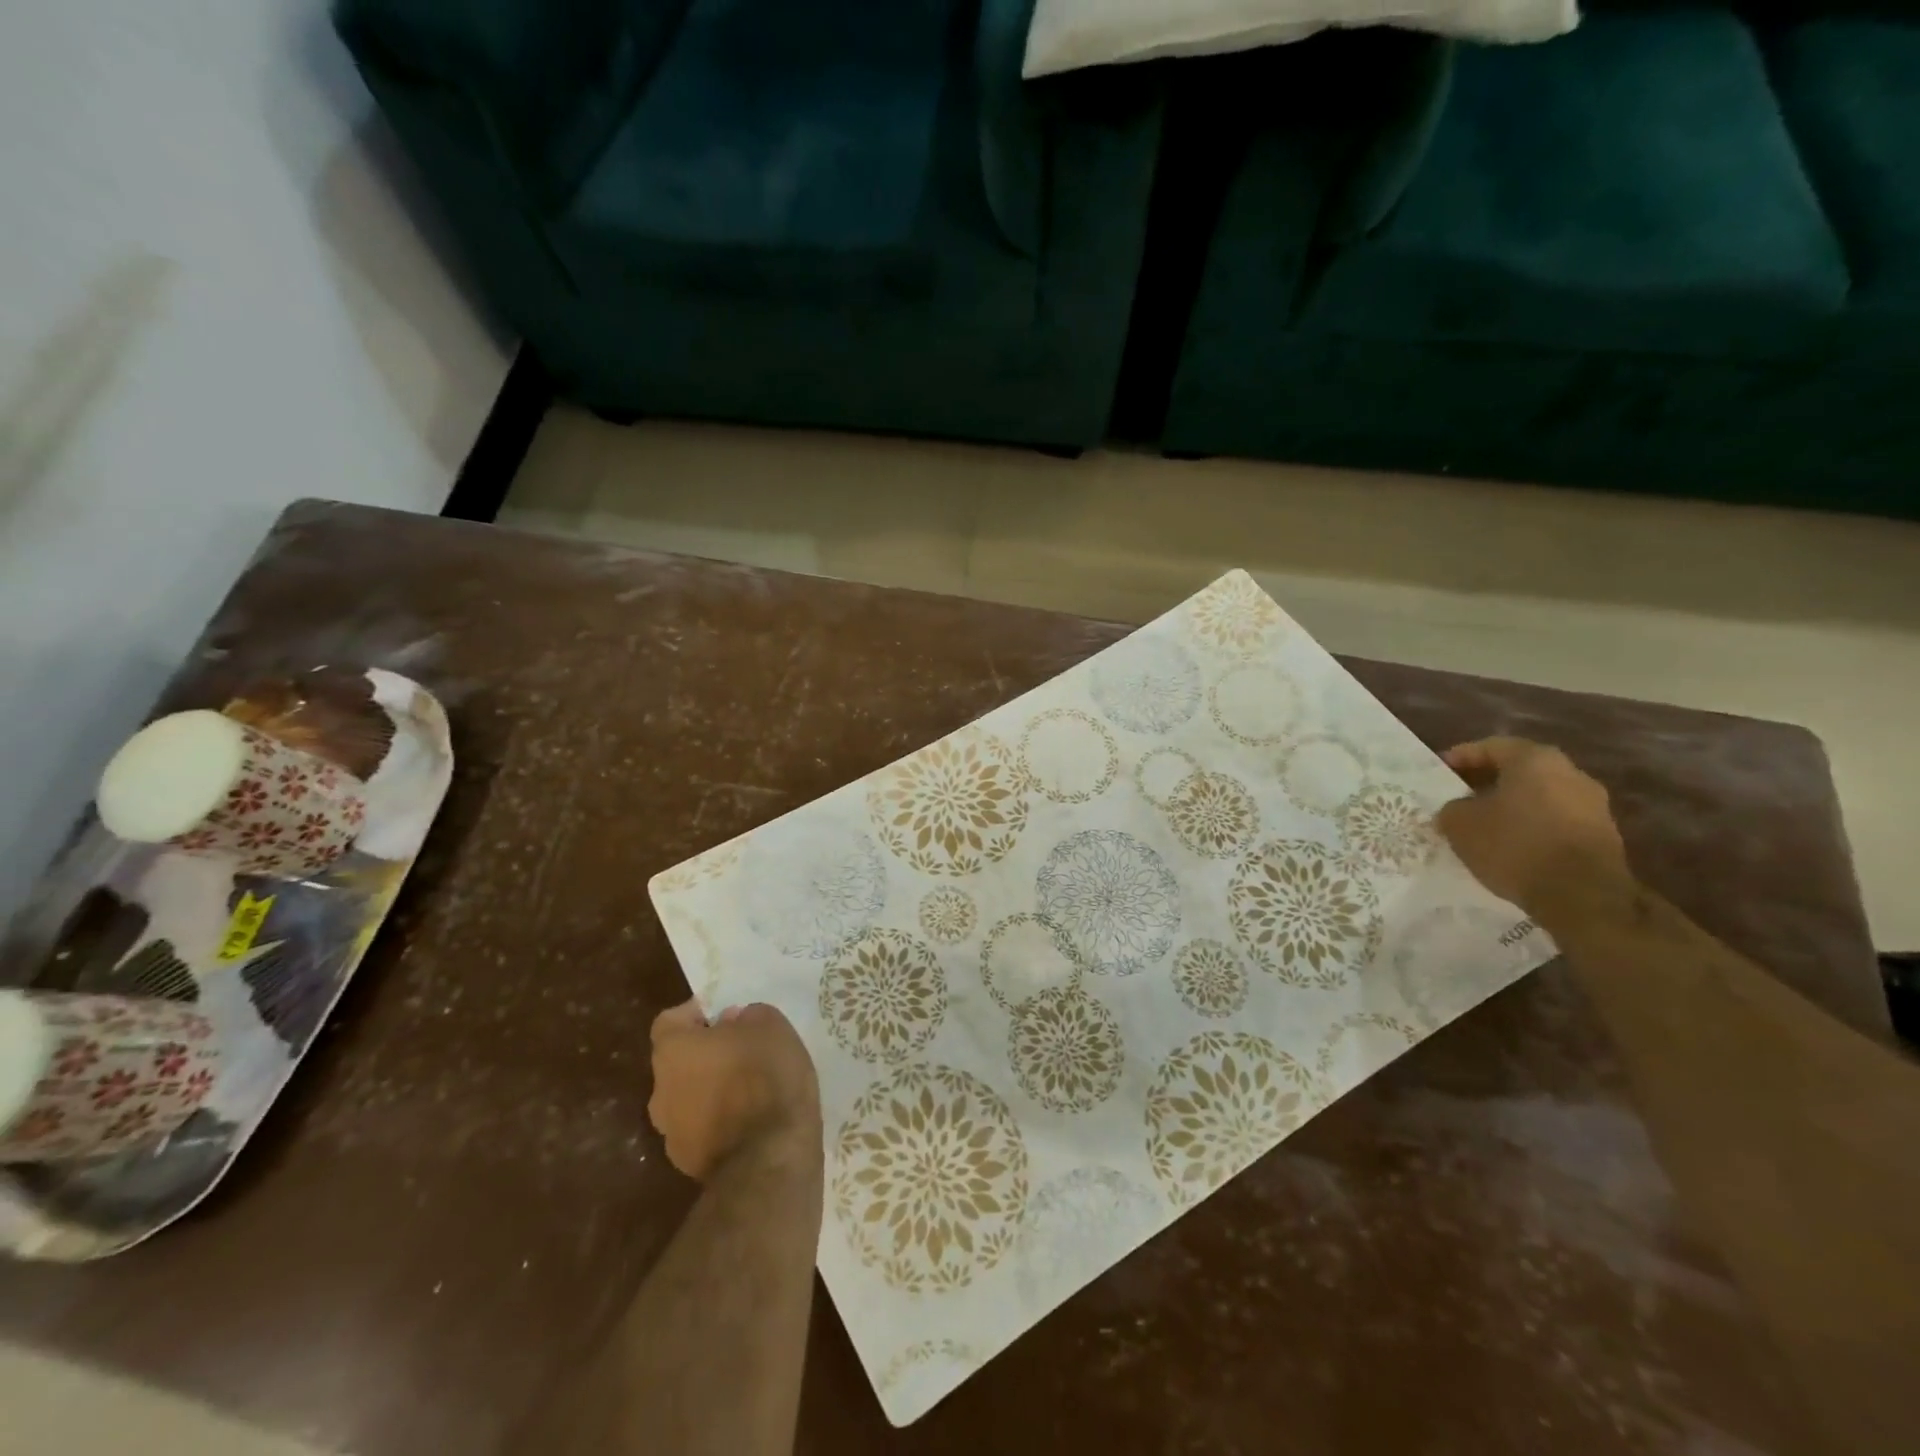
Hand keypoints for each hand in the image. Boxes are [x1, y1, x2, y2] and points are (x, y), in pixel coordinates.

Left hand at [648, 1001, 820, 1181]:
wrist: (769, 1158)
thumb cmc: (766, 1078)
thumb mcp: (771, 1026)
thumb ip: (747, 1016)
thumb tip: (732, 1024)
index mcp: (673, 1051)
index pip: (669, 1021)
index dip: (696, 1013)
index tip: (726, 1015)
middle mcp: (661, 1091)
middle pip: (678, 1062)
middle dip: (706, 1054)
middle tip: (743, 1051)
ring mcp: (671, 1133)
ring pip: (688, 1098)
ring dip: (712, 1090)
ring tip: (750, 1089)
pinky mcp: (688, 1164)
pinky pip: (702, 1130)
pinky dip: (721, 1123)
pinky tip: (751, 1122)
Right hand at [1434, 737, 1631, 918]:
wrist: (1583, 896)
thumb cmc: (1514, 845)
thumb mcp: (1460, 824)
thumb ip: (1452, 808)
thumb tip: (1458, 809)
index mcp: (1535, 760)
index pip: (1491, 746)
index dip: (1461, 757)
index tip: (1440, 772)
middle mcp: (1570, 773)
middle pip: (1519, 770)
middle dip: (1487, 782)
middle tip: (1458, 797)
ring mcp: (1592, 804)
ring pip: (1538, 796)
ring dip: (1510, 805)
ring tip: (1482, 825)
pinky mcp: (1601, 835)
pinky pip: (1554, 820)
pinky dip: (1530, 826)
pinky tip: (1510, 845)